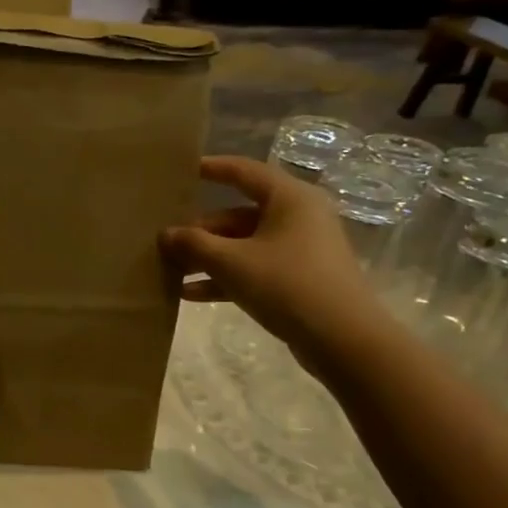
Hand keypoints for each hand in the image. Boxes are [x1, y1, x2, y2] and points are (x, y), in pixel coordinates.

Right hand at [160, 156, 382, 360]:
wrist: (342, 339)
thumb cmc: (286, 284)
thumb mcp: (231, 262)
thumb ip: (194, 244)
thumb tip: (165, 234)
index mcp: (289, 198)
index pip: (244, 172)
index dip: (212, 168)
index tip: (183, 170)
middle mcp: (297, 216)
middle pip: (237, 215)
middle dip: (200, 230)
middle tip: (164, 242)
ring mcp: (299, 249)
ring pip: (242, 244)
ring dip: (207, 257)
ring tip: (171, 270)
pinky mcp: (297, 278)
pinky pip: (253, 268)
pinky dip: (225, 277)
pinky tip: (191, 294)